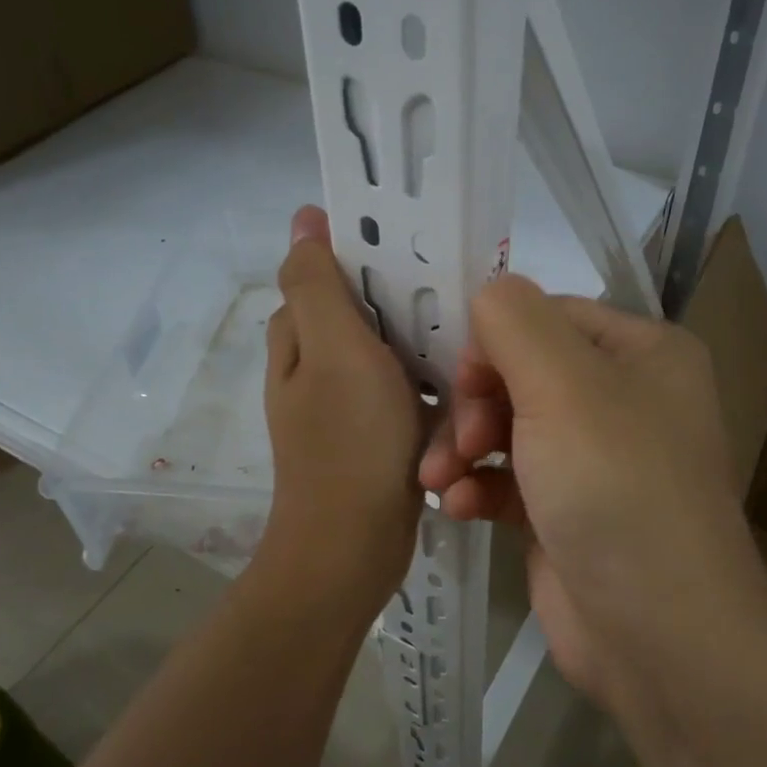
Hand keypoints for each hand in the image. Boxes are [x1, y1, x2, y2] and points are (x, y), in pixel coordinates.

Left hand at [257, 207, 422, 610]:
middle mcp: (315, 366)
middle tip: (457, 297)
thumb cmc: (349, 441)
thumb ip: (318, 284)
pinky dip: (429, 390)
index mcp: (298, 338)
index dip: (368, 251)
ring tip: (468, 342)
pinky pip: (406, 394)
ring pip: (391, 354)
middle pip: (365, 312)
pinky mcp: (375, 434)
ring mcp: (345, 403)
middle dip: (406, 302)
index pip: (327, 271)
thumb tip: (303, 219)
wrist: (354, 546)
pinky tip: (462, 390)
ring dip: (423, 349)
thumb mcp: (333, 350)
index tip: (420, 245)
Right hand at [419, 276, 766, 707]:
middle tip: (456, 443)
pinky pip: (510, 479)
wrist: (660, 634)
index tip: (460, 382)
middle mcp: (625, 398)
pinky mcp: (568, 511)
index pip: (546, 316)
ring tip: (439, 481)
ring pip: (508, 426)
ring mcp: (596, 459)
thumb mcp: (563, 384)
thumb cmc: (615, 488)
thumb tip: (488, 296)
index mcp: (642, 352)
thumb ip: (514, 321)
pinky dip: (479, 489)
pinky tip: (456, 509)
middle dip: (474, 404)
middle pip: (521, 371)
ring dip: (464, 448)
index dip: (494, 341)